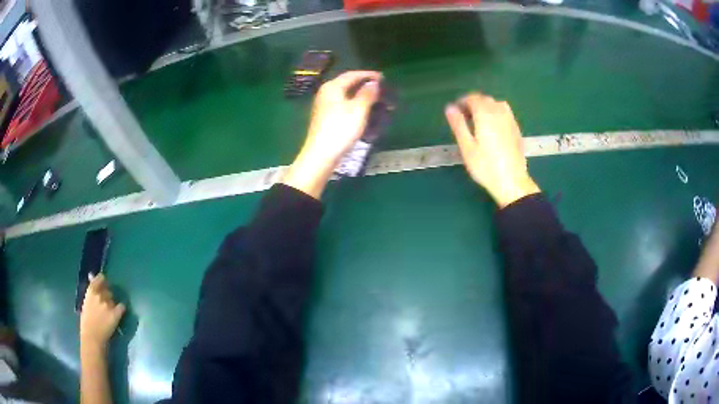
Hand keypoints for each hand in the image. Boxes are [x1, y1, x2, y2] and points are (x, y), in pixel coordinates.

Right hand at [80, 273, 124, 349]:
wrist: (93, 337)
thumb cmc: (86, 321)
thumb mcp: (86, 302)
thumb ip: (90, 289)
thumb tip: (91, 275)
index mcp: (91, 291)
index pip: (101, 278)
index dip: (103, 281)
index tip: (104, 284)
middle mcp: (100, 295)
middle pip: (109, 290)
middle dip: (108, 296)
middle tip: (105, 305)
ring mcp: (109, 304)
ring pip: (114, 299)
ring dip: (113, 304)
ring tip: (109, 313)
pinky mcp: (116, 313)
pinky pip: (122, 307)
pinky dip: (121, 309)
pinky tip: (118, 314)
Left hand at [282, 71, 381, 198]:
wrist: (321, 154)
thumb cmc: (340, 129)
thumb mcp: (358, 109)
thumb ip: (367, 94)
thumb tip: (373, 82)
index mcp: (332, 87)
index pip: (352, 75)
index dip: (368, 75)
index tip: (383, 78)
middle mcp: (326, 93)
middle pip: (347, 84)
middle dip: (364, 85)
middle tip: (381, 88)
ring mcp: (324, 106)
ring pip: (345, 95)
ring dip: (360, 95)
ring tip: (375, 99)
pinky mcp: (325, 118)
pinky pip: (343, 104)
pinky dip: (354, 104)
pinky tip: (362, 111)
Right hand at [445, 93, 539, 207]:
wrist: (512, 181)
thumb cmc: (485, 166)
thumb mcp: (466, 147)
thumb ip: (458, 124)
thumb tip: (450, 107)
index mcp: (485, 114)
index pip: (472, 98)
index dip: (462, 102)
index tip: (456, 113)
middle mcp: (499, 112)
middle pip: (485, 99)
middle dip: (473, 104)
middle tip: (465, 119)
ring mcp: (510, 120)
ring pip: (496, 104)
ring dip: (486, 107)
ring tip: (478, 123)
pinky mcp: (516, 129)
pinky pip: (504, 113)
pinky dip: (496, 114)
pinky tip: (492, 129)